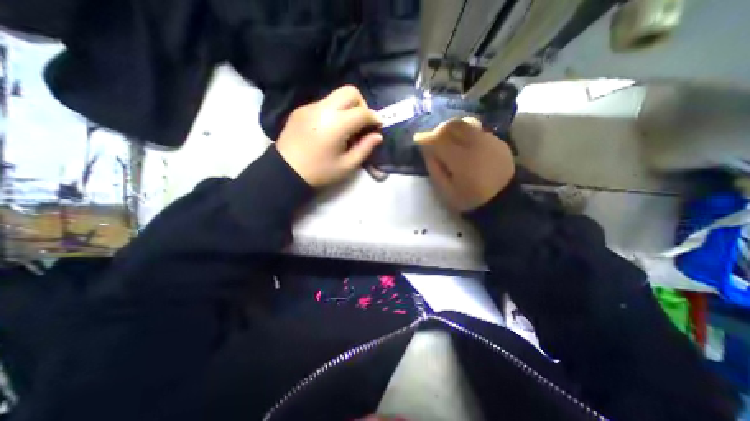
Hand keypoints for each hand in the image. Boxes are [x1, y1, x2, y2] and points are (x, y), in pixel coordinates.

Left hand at [275, 85, 383, 186]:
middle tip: (362, 123)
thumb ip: (365, 148)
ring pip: (335, 96)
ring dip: (347, 108)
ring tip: (346, 128)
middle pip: (349, 91)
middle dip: (362, 104)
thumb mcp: (347, 166)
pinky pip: (323, 104)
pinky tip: (330, 129)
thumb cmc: (320, 172)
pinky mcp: (300, 110)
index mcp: (336, 124)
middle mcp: (323, 109)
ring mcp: (309, 107)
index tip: (379, 125)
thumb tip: (377, 136)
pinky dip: (333, 112)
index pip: (362, 112)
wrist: (285, 172)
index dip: (374, 117)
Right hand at [416, 116, 515, 212]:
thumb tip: (427, 151)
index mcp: (461, 160)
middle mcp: (476, 145)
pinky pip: (478, 130)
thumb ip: (434, 169)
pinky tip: (465, 146)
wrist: (502, 202)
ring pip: (466, 123)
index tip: (418, 140)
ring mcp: (489, 141)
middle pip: (453, 125)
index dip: (425, 138)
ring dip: (453, 129)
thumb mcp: (445, 191)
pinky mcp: (498, 142)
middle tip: (433, 140)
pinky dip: (466, 134)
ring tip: (449, 141)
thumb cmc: (469, 199)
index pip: (439, 140)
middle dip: (439, 130)